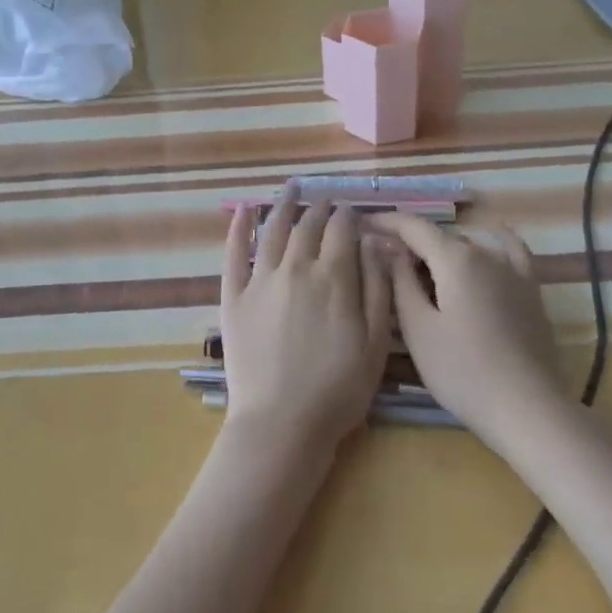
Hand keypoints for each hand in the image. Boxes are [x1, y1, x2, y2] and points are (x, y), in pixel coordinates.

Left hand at [219, 189, 391, 453]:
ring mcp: (260, 280)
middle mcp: (296, 268)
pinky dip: (239, 227)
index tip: (354, 212)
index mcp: (334, 277)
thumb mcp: (375, 342)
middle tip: (327, 202)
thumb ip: (377, 287)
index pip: (342, 229)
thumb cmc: (338, 389)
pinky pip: (234, 253)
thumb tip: (375, 242)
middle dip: (321, 209)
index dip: (350, 216)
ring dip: (284, 204)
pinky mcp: (234, 296)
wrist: (281, 424)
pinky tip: (244, 210)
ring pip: (273, 229)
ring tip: (292, 187)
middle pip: (309, 225)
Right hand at [364, 214, 570, 455]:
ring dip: (442, 250)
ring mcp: (513, 270)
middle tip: (383, 262)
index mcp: (454, 258)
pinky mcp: (531, 290)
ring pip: (469, 246)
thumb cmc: (462, 372)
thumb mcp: (418, 329)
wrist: (528, 410)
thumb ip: (400, 281)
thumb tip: (387, 247)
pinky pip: (511, 251)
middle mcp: (485, 252)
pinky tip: (491, 239)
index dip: (386, 221)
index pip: (413, 226)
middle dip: (410, 243)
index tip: (362, 224)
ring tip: (422, 269)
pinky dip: (494, 241)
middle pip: (439, 237)